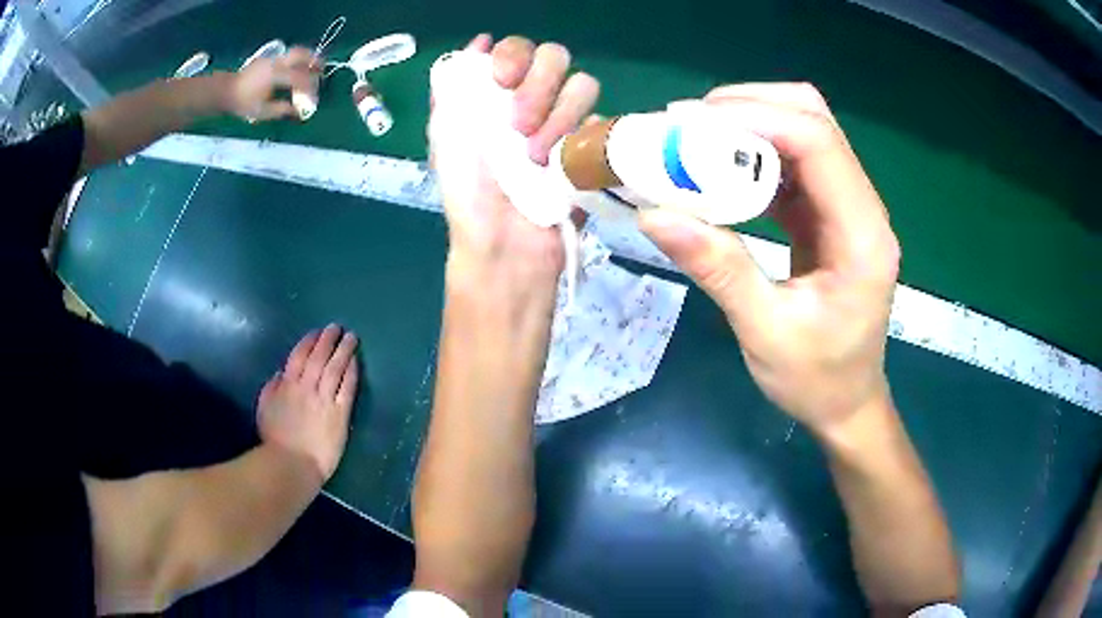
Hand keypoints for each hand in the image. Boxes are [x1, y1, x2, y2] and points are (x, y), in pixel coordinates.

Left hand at [227, 47, 319, 121]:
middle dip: (314, 61)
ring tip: (312, 68)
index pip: (300, 78)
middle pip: (301, 55)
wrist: (225, 91)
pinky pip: (287, 58)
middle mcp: (276, 63)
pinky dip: (295, 62)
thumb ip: (281, 110)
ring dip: (306, 59)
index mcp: (276, 75)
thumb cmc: (242, 103)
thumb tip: (297, 111)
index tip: (313, 98)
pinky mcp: (268, 60)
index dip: (309, 88)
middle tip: (322, 70)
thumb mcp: (262, 111)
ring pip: (294, 53)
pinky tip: (295, 72)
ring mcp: (272, 59)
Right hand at [257, 324, 358, 481]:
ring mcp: (325, 400)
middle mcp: (307, 388)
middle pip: (319, 358)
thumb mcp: (265, 408)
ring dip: (343, 350)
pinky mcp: (340, 414)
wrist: (292, 464)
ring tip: (351, 337)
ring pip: (335, 368)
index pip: (299, 356)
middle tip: (336, 327)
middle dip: (328, 340)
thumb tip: (281, 374)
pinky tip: (355, 362)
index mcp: (287, 385)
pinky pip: (347, 388)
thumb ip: (272, 388)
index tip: (316, 332)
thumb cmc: (274, 439)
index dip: (309, 342)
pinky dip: (351, 372)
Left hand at [428, 34, 599, 283]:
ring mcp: (566, 122)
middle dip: (538, 83)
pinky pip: (602, 123)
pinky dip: (580, 137)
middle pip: (555, 57)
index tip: (502, 79)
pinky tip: (560, 164)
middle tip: (518, 122)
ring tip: (535, 155)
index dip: (514, 54)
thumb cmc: (467, 194)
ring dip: (558, 114)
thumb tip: (476, 43)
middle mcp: (535, 99)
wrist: (503, 244)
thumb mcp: (445, 137)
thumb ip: (453, 87)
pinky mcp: (592, 147)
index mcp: (498, 94)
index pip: (518, 49)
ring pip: (583, 84)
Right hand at [638, 83, 900, 433]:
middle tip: (687, 126)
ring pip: (804, 132)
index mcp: (862, 235)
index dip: (757, 117)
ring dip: (749, 125)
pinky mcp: (829, 214)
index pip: (818, 143)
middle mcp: (862, 208)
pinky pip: (793, 163)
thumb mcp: (766, 334)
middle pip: (815, 120)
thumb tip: (654, 214)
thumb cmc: (818, 380)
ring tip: (694, 140)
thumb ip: (718, 269)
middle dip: (751, 107)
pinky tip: (719, 169)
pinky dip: (754, 154)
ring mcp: (847, 207)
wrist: (848, 403)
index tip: (689, 123)